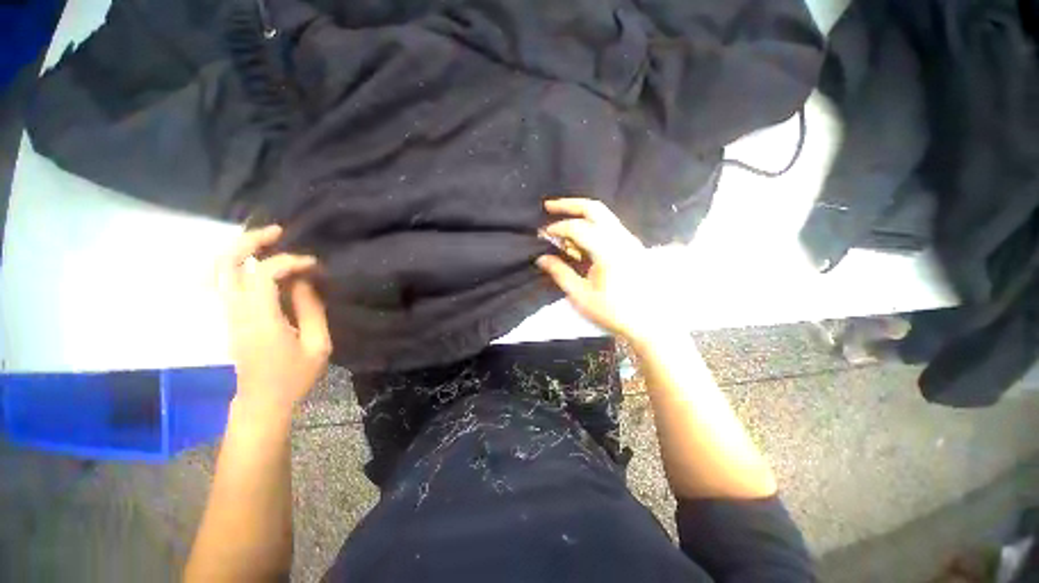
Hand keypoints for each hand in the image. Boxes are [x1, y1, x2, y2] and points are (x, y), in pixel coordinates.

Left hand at [216, 226, 331, 419]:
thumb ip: (312, 310)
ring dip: (241, 249)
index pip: (263, 275)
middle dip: (250, 241)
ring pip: (219, 269)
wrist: (261, 401)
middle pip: (227, 264)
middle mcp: (235, 312)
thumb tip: (305, 281)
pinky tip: (257, 260)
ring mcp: (226, 314)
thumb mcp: (317, 346)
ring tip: (268, 239)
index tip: (313, 264)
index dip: (288, 262)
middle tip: (278, 231)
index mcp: (260, 320)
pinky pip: (224, 280)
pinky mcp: (228, 316)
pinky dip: (238, 263)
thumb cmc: (293, 376)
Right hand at [536, 198, 684, 344]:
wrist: (648, 323)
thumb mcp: (581, 296)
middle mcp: (621, 239)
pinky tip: (579, 237)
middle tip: (548, 205)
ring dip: (580, 213)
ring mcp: (629, 240)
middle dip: (569, 204)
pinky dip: (591, 224)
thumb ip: (560, 273)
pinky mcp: (632, 246)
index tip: (543, 234)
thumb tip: (541, 258)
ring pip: (604, 215)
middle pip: (594, 209)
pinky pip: (609, 226)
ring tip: (561, 220)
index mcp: (608, 251)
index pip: (578, 228)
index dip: (557, 228)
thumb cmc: (613, 312)